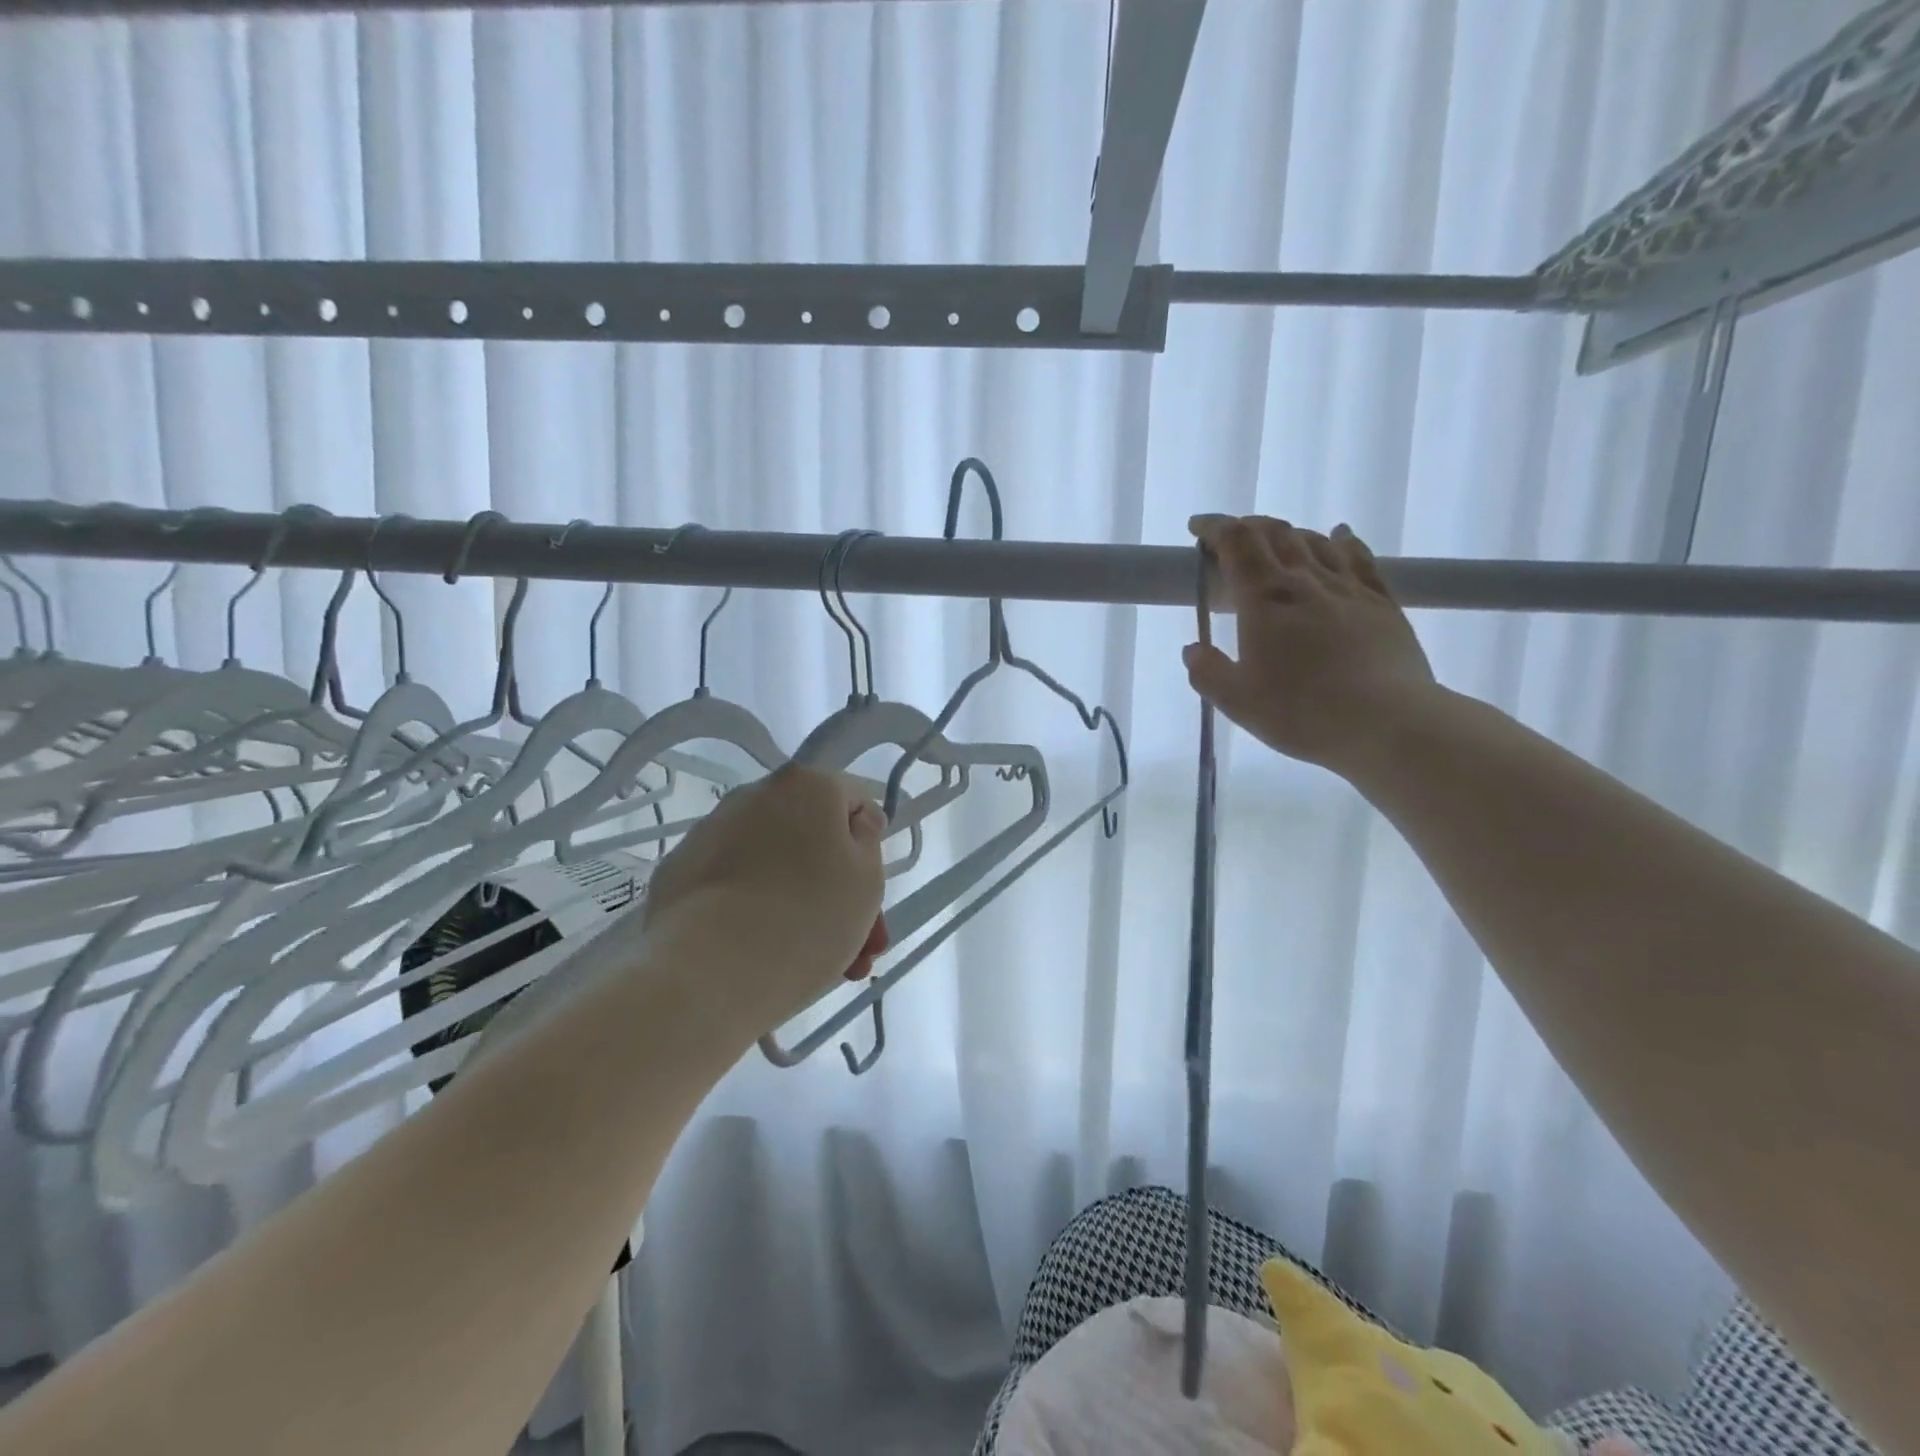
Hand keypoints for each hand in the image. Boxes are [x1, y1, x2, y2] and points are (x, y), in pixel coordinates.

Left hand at [643, 766, 888, 1030]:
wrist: (707, 974)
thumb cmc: (807, 918)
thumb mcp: (867, 879)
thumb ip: (869, 839)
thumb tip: (855, 820)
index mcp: (806, 785)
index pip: (855, 803)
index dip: (871, 849)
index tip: (874, 899)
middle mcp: (754, 795)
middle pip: (813, 839)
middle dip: (841, 893)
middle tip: (858, 951)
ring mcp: (710, 833)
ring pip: (775, 866)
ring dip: (802, 906)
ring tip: (820, 969)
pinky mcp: (678, 872)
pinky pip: (734, 885)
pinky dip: (753, 911)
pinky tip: (765, 956)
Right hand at [1185, 515, 1437, 775]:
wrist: (1388, 723)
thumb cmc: (1302, 712)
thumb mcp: (1237, 701)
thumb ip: (1208, 672)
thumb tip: (1193, 650)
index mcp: (1264, 599)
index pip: (1236, 543)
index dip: (1214, 528)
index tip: (1198, 529)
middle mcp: (1305, 581)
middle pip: (1274, 534)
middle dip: (1247, 528)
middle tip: (1231, 541)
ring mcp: (1348, 588)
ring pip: (1314, 541)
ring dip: (1288, 534)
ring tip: (1274, 545)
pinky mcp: (1381, 602)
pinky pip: (1359, 558)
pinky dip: (1342, 541)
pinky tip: (1339, 537)